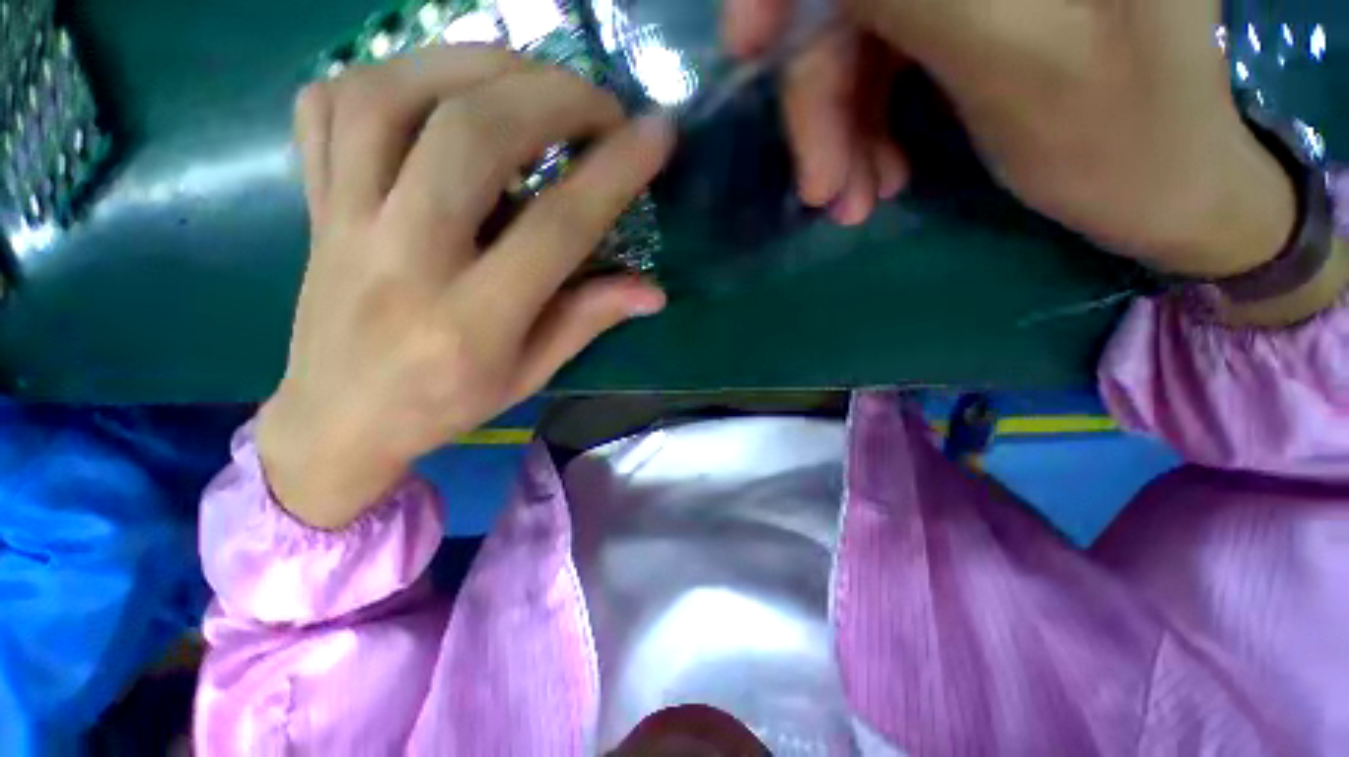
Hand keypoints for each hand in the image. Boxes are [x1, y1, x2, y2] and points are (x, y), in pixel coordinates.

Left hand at [257, 46, 673, 529]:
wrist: (338, 420)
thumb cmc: (446, 404)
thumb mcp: (531, 374)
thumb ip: (589, 320)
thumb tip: (653, 291)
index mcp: (472, 320)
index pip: (557, 228)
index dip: (614, 173)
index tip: (656, 134)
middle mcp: (404, 259)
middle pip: (472, 139)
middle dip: (552, 98)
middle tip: (600, 103)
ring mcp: (345, 222)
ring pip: (392, 98)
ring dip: (475, 65)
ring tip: (530, 75)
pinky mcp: (312, 204)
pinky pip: (329, 107)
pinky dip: (390, 73)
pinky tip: (438, 87)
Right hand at [726, 0, 1295, 277]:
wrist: (1171, 191)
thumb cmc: (1120, 140)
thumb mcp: (1014, 55)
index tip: (746, 49)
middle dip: (822, 96)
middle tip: (823, 189)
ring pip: (863, 36)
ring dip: (842, 129)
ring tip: (855, 200)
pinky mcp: (975, 13)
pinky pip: (887, 63)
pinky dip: (867, 126)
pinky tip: (878, 178)